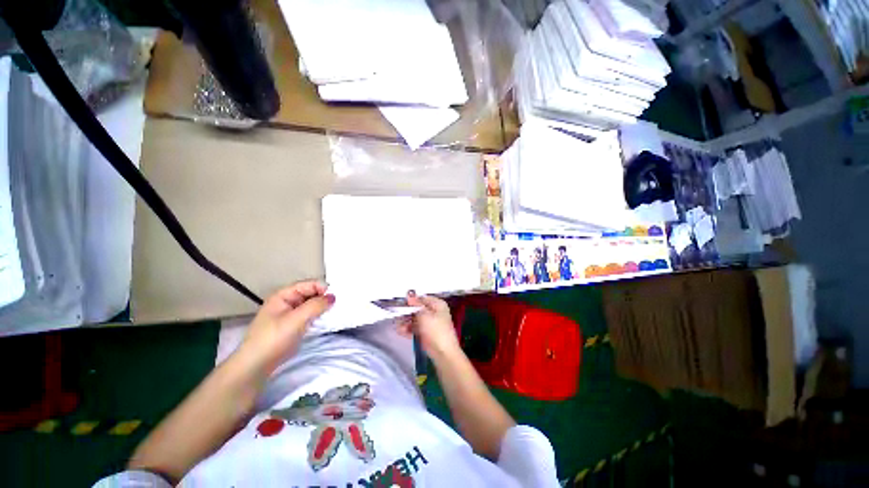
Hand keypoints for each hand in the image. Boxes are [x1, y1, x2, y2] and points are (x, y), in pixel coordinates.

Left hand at [238, 281, 334, 375]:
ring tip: (336, 312)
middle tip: (339, 304)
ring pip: (311, 305)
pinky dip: (319, 316)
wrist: (256, 366)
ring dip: (322, 307)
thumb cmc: (273, 339)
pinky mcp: (294, 326)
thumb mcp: (295, 320)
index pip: (308, 284)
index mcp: (283, 295)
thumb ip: (315, 306)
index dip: (322, 288)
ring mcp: (290, 314)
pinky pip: (310, 316)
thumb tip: (333, 296)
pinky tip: (327, 320)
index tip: (336, 297)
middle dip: (324, 298)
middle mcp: (287, 301)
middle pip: (310, 293)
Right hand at [398, 291, 461, 359]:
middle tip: (397, 315)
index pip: (422, 298)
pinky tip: (401, 331)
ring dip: (406, 322)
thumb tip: (409, 296)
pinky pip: (415, 328)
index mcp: (437, 304)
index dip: (411, 300)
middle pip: (417, 309)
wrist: (443, 354)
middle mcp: (434, 312)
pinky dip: (408, 329)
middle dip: (407, 312)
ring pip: (415, 319)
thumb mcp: (424, 315)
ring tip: (398, 325)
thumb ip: (415, 305)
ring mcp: (430, 323)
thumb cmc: (436, 331)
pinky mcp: (426, 334)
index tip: (400, 302)